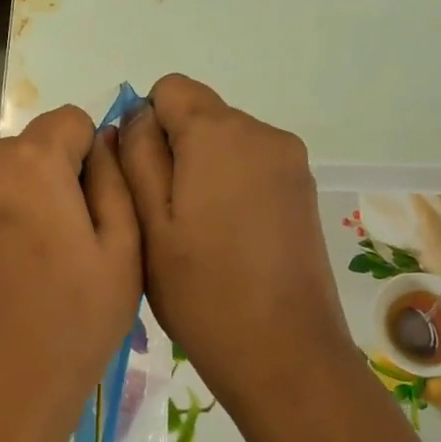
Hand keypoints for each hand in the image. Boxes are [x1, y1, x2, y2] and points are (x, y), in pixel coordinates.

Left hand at [0, 106, 141, 441]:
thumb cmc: (75, 327)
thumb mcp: (122, 252)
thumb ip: (114, 179)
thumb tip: (105, 138)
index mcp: (28, 166)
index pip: (68, 121)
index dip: (89, 156)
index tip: (93, 206)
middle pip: (25, 151)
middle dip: (49, 181)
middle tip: (64, 245)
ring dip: (12, 206)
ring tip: (26, 269)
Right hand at [119, 75, 354, 412]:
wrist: (283, 352)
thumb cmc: (200, 290)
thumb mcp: (147, 222)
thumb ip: (136, 156)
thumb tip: (138, 117)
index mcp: (220, 132)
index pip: (170, 89)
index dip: (145, 126)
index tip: (141, 181)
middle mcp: (263, 133)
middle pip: (201, 115)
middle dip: (175, 151)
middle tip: (163, 218)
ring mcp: (292, 163)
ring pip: (227, 144)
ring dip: (203, 172)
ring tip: (196, 235)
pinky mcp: (304, 192)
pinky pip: (252, 168)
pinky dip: (231, 189)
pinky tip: (228, 240)